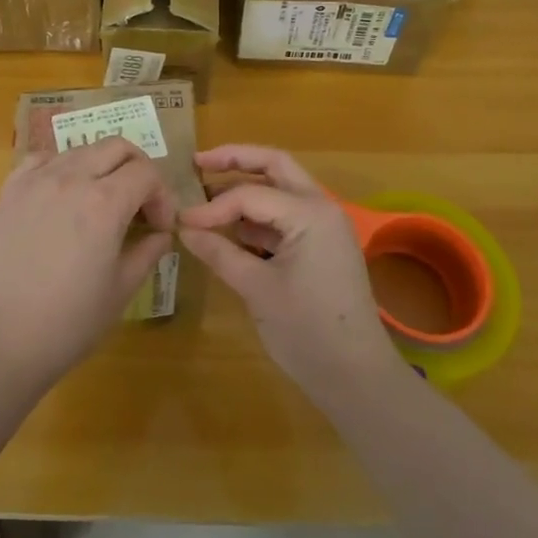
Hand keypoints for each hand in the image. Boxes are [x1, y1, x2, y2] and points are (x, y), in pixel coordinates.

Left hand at [0, 137, 175, 390]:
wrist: (3, 339)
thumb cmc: (70, 321)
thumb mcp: (122, 289)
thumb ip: (148, 252)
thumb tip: (161, 234)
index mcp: (104, 203)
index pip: (146, 173)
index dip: (162, 196)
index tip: (159, 226)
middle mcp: (71, 179)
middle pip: (116, 147)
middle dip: (137, 169)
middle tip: (139, 204)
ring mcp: (35, 180)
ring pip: (80, 150)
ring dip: (100, 167)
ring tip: (99, 202)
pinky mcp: (9, 191)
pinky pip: (41, 159)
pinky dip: (61, 167)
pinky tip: (61, 195)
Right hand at [177, 145, 398, 404]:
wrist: (357, 377)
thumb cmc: (306, 331)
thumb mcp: (256, 288)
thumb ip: (219, 252)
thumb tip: (183, 228)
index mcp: (310, 213)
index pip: (250, 194)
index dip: (212, 206)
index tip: (181, 221)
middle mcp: (321, 208)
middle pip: (274, 166)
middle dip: (235, 160)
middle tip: (197, 162)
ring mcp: (325, 226)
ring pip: (281, 188)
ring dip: (246, 187)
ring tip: (207, 195)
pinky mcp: (321, 246)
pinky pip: (286, 216)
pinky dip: (258, 215)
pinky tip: (231, 229)